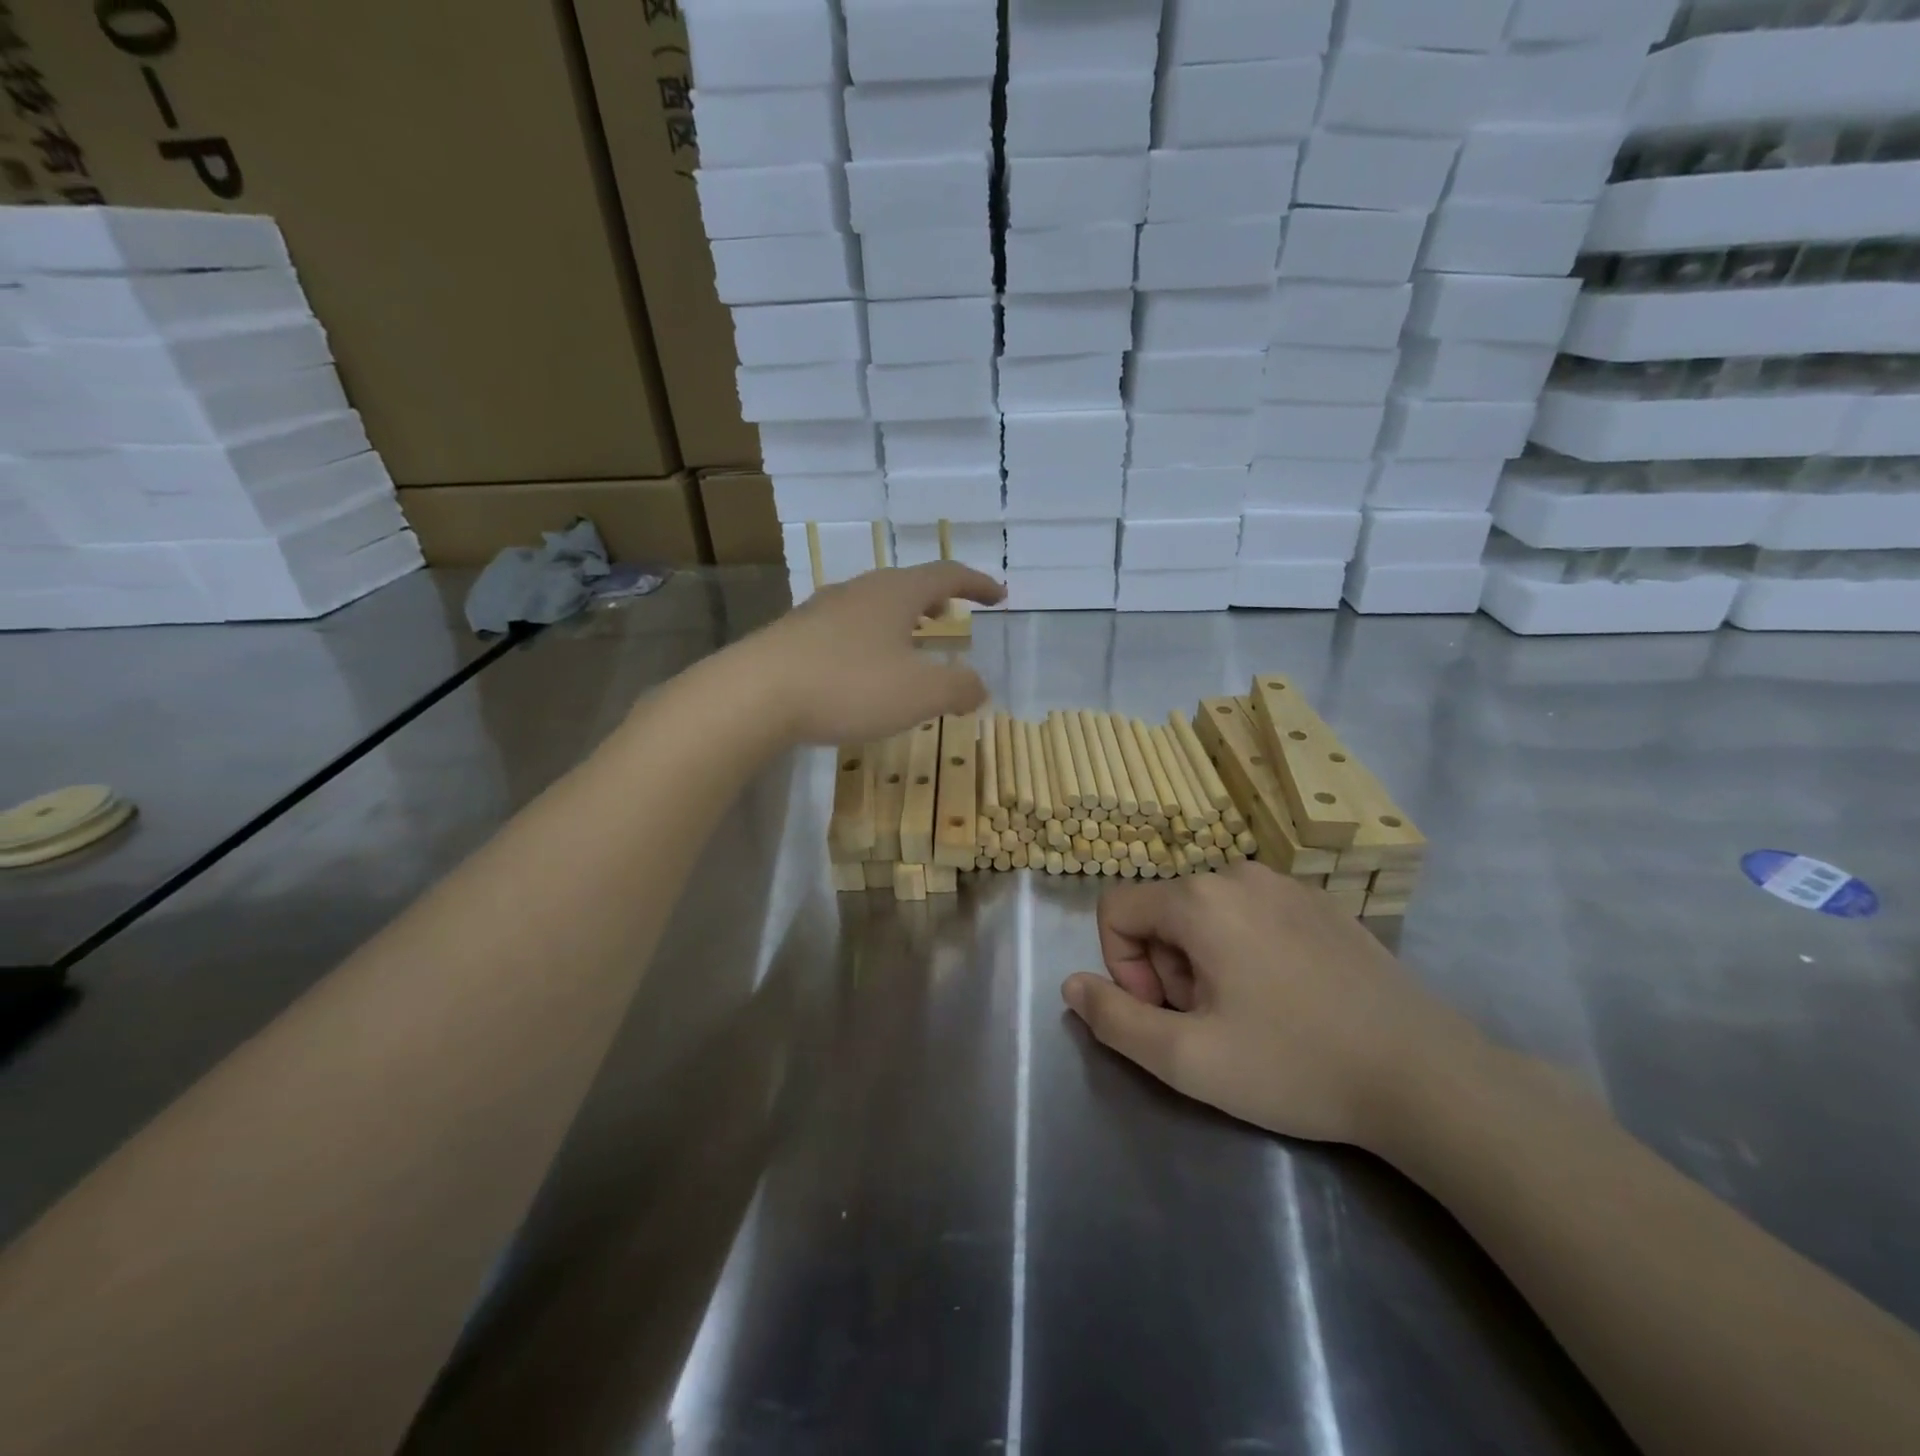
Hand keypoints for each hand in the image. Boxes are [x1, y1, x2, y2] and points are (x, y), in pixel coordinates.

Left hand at [746, 564, 1004, 745]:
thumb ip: (958, 688)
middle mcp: (859, 591)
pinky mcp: (795, 635)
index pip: (947, 575)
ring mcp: (822, 610)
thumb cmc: (849, 685)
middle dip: (936, 599)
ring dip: (901, 620)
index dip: (977, 583)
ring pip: (874, 606)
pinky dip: (871, 640)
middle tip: (951, 616)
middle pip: (907, 585)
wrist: (755, 694)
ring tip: (912, 643)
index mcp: (895, 593)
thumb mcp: (919, 694)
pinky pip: (847, 628)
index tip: (999, 596)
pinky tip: (864, 669)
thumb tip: (979, 686)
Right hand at [1061, 863, 1481, 1150]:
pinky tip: (1289, 1000)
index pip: (1115, 910)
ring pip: (1206, 914)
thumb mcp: (1187, 1059)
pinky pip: (1251, 914)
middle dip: (1167, 969)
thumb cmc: (1295, 1064)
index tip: (1164, 1013)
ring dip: (1204, 962)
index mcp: (1199, 899)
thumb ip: (1114, 1019)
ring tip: (1251, 1015)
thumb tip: (1072, 985)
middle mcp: (1237, 874)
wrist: (1427, 1076)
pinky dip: (1245, 951)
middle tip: (1211, 1024)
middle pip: (1162, 912)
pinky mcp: (1321, 903)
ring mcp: (1285, 884)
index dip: (1121, 966)